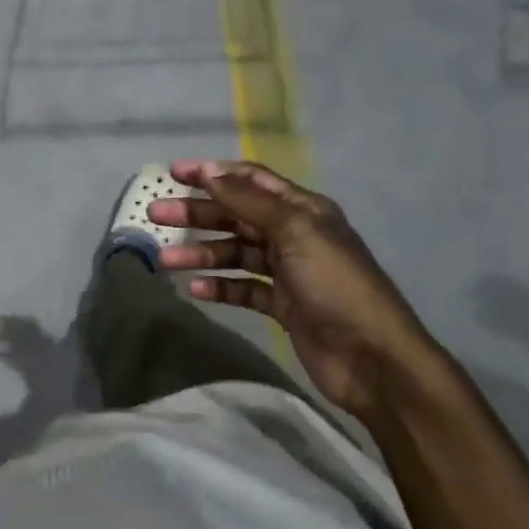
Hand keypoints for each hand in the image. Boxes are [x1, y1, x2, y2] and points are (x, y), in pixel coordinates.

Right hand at [148, 160, 437, 416]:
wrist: (372, 358)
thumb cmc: (335, 284)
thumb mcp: (295, 231)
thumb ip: (249, 201)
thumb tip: (210, 170)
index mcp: (302, 209)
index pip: (250, 181)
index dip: (213, 173)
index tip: (173, 173)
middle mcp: (293, 234)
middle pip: (236, 216)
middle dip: (196, 214)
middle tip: (155, 215)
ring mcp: (287, 272)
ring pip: (234, 253)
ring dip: (201, 253)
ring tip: (165, 262)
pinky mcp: (281, 306)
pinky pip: (242, 288)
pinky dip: (219, 286)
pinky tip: (194, 290)